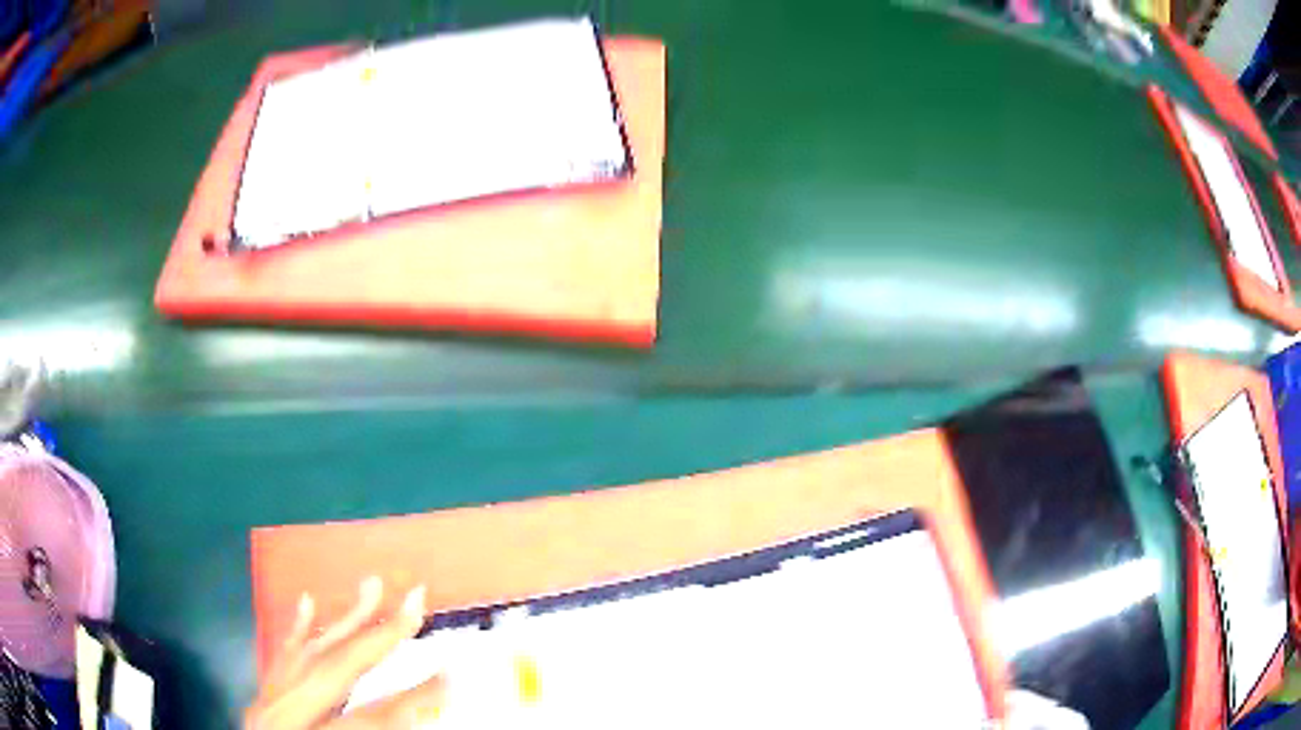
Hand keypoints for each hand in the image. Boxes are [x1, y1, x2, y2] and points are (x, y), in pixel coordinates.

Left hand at [246, 578, 444, 728]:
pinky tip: (307, 602)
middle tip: (414, 600)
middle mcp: (284, 717)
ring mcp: (268, 705)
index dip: (414, 699)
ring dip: (343, 621)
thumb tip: (413, 717)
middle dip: (378, 636)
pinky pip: (279, 659)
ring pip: (308, 655)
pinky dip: (296, 630)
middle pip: (335, 671)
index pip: (370, 720)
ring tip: (370, 587)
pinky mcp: (262, 702)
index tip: (450, 675)